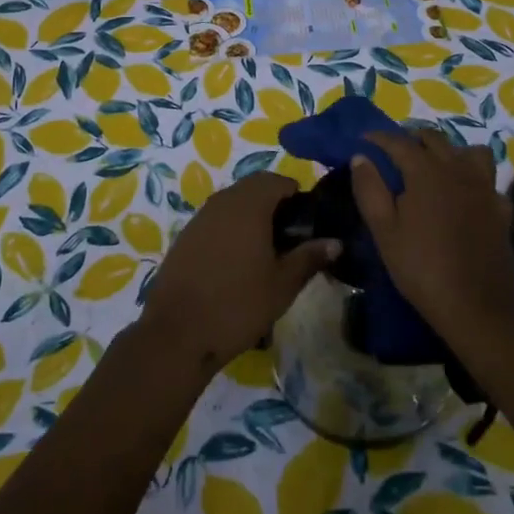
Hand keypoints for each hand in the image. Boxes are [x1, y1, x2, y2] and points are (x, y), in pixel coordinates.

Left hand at [140, 172, 338, 372]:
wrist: (177, 332)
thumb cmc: (238, 304)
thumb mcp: (283, 284)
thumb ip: (310, 257)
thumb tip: (336, 242)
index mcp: (249, 204)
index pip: (277, 180)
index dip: (296, 195)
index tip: (308, 222)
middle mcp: (223, 201)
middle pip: (254, 188)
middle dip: (275, 204)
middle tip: (290, 237)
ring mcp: (200, 218)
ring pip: (233, 203)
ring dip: (252, 216)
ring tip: (266, 251)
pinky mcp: (185, 236)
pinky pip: (215, 220)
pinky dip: (231, 229)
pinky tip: (237, 262)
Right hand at [351, 128, 513, 342]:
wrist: (476, 306)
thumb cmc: (421, 267)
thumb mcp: (384, 231)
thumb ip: (370, 189)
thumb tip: (361, 157)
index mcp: (426, 171)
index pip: (398, 142)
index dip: (379, 137)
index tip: (364, 139)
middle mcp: (458, 169)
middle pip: (435, 139)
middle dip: (412, 139)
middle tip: (395, 153)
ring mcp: (485, 187)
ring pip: (469, 152)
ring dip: (450, 152)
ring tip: (435, 168)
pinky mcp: (502, 209)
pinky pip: (488, 181)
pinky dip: (474, 181)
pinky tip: (466, 197)